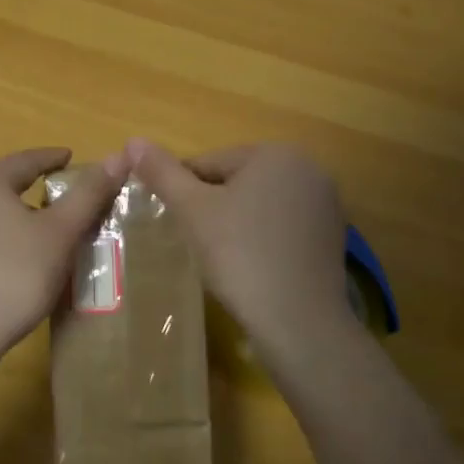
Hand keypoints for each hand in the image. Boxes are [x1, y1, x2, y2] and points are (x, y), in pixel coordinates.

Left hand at [0, 147, 127, 367]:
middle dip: (24, 193)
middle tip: (51, 207)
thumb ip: (89, 194)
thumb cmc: (13, 276)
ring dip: (0, 223)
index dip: (50, 158)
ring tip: (24, 242)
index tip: (67, 157)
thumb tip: (119, 155)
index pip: (24, 161)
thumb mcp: (60, 234)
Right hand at [128, 139, 353, 366]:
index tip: (173, 222)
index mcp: (275, 153)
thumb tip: (132, 141)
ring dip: (236, 222)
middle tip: (196, 242)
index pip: (209, 162)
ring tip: (221, 257)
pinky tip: (251, 266)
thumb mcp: (192, 210)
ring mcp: (325, 203)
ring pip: (259, 204)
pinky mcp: (331, 236)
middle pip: (236, 180)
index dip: (183, 192)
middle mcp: (308, 168)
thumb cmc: (240, 255)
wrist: (299, 321)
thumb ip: (162, 173)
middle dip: (212, 206)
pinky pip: (281, 226)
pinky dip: (261, 238)